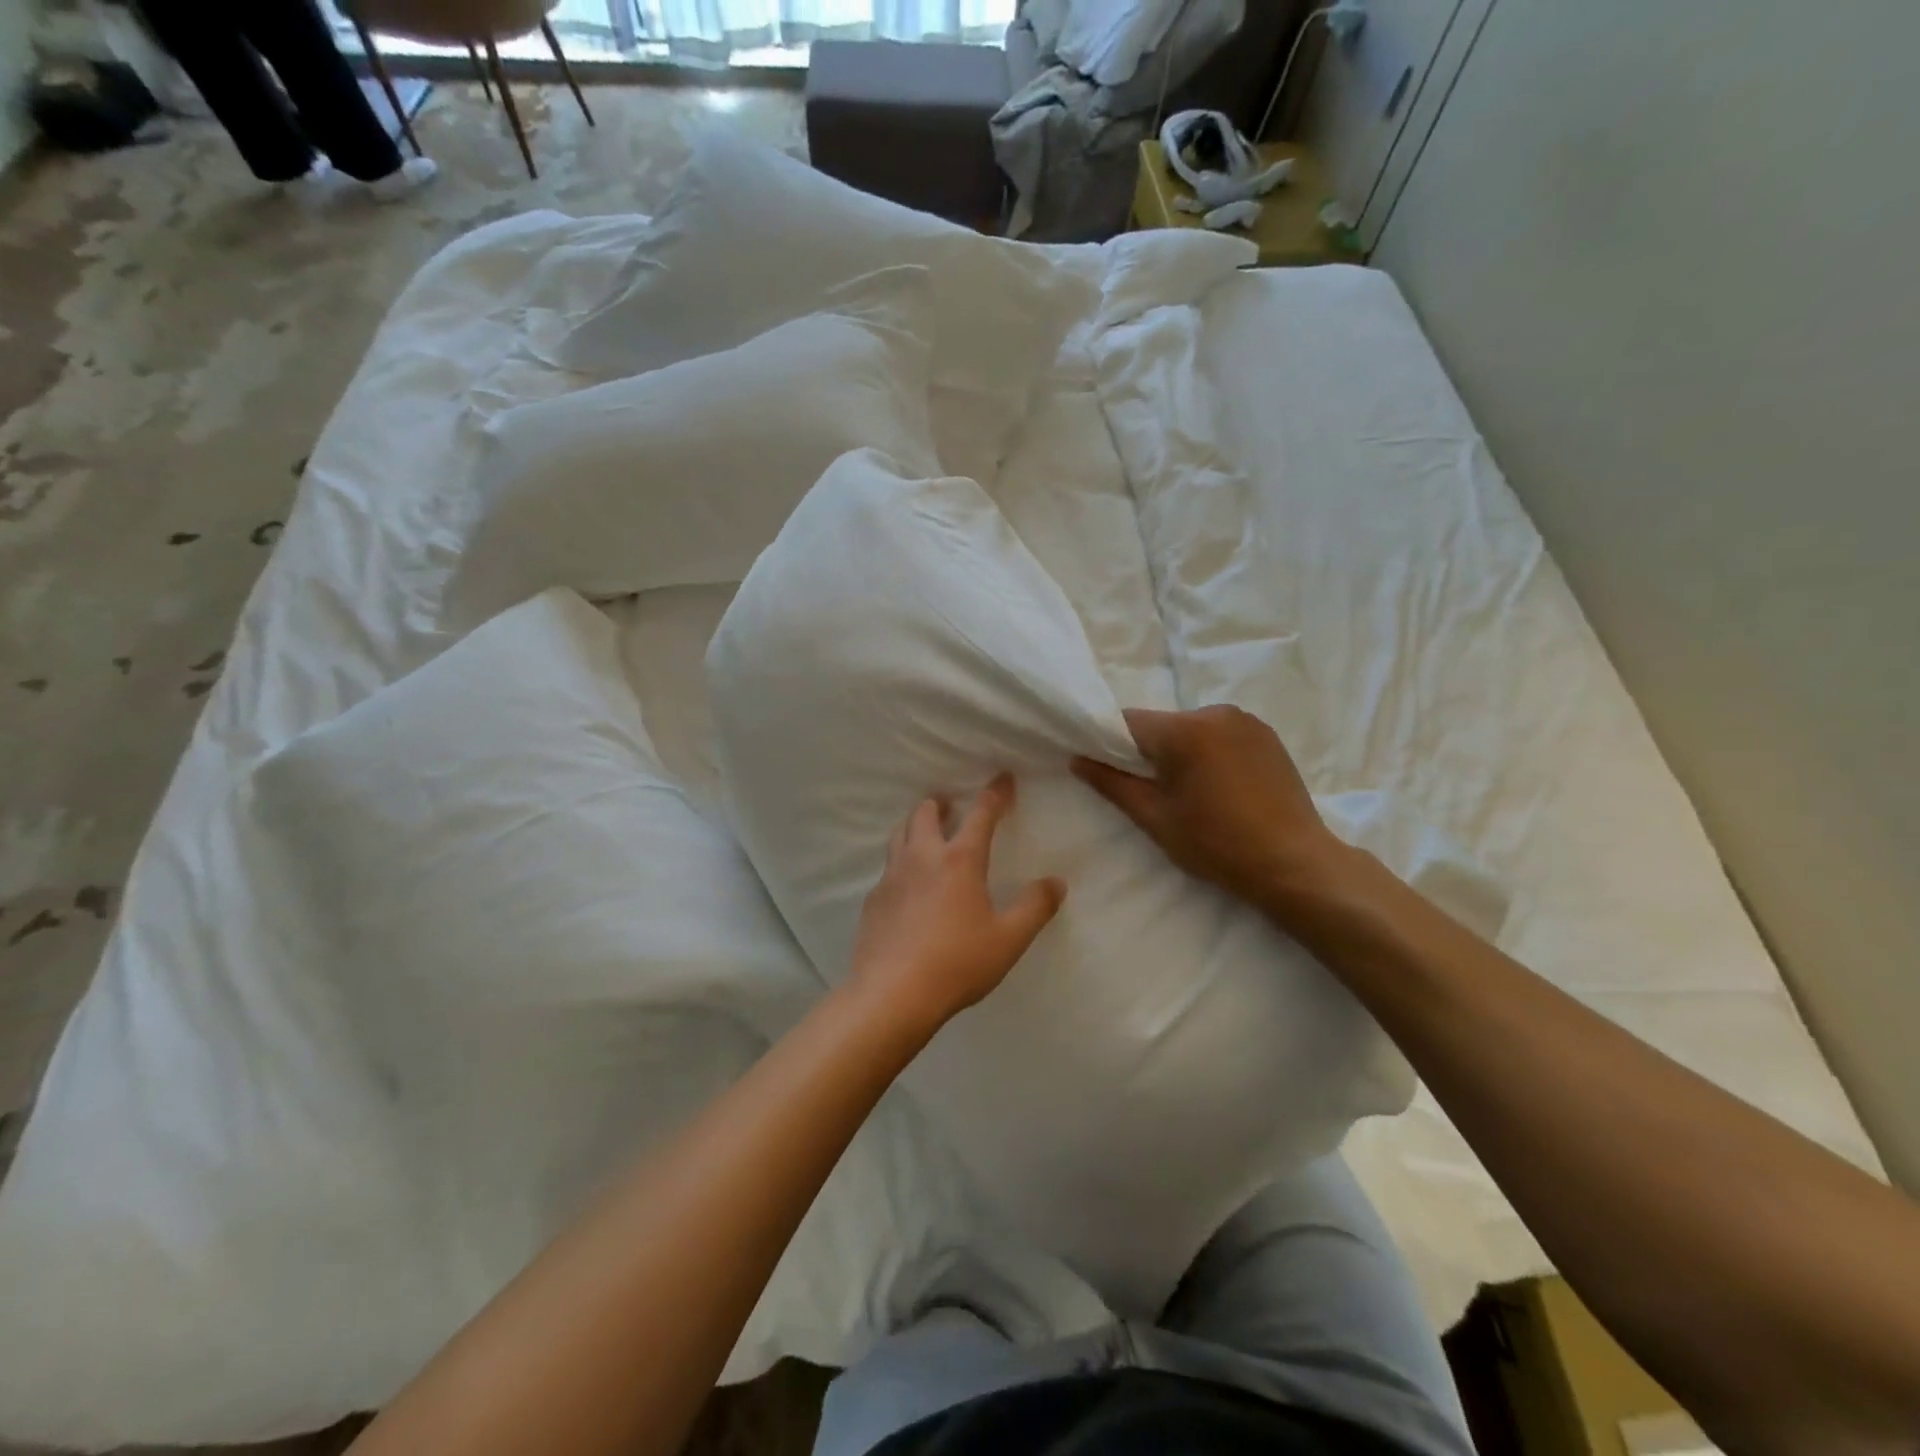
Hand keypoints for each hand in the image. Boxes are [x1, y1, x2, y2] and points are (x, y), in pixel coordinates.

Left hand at [848, 775, 1065, 1035]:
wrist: (892, 994)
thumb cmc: (957, 963)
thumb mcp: (1008, 939)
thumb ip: (1035, 907)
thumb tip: (1056, 882)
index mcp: (959, 860)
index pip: (981, 814)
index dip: (995, 794)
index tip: (1003, 779)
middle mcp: (922, 857)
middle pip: (926, 813)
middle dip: (941, 803)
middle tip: (951, 805)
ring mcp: (892, 877)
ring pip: (900, 834)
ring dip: (915, 825)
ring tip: (927, 833)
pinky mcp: (873, 900)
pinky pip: (888, 868)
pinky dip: (901, 862)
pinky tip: (908, 885)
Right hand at [1073, 705, 1346, 911]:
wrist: (1293, 864)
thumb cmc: (1216, 844)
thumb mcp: (1155, 819)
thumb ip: (1112, 784)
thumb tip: (1077, 759)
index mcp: (1184, 730)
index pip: (1127, 722)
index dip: (1110, 744)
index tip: (1109, 771)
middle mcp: (1215, 713)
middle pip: (1162, 724)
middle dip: (1150, 751)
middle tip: (1154, 792)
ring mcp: (1246, 721)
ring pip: (1192, 729)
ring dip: (1183, 752)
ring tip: (1193, 793)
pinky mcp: (1268, 735)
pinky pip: (1221, 735)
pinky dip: (1211, 753)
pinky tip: (1221, 787)